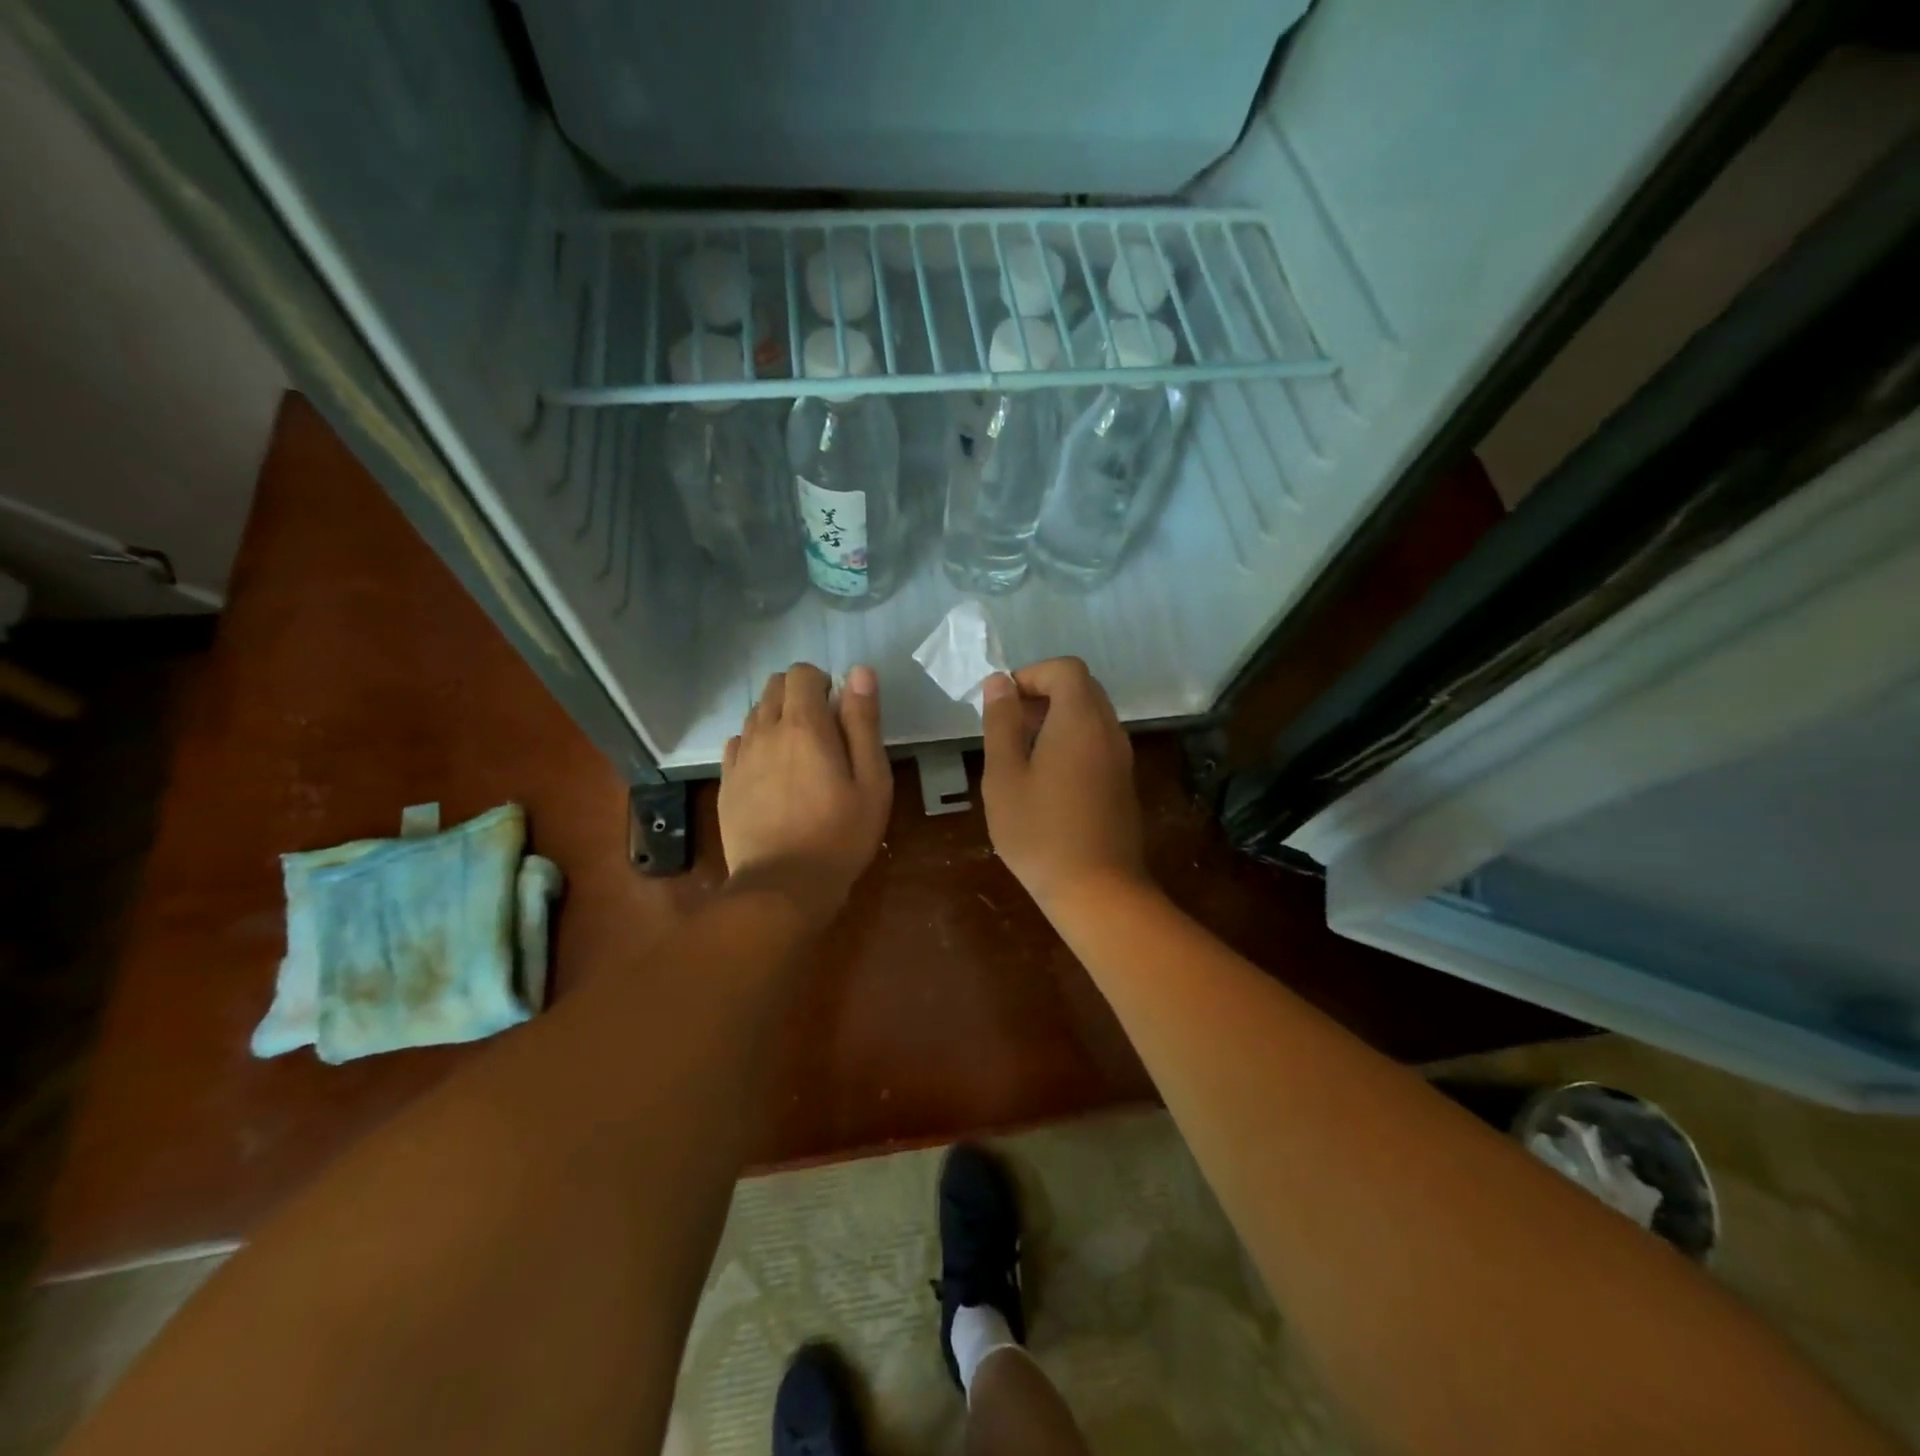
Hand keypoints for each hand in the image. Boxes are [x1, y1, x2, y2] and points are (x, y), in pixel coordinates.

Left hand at [720, 663, 891, 914]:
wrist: (783, 886)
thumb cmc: (841, 834)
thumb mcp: (872, 780)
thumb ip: (863, 722)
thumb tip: (859, 671)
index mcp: (803, 725)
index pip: (801, 673)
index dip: (822, 682)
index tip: (839, 711)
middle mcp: (764, 731)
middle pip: (774, 687)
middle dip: (799, 695)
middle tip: (823, 731)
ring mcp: (740, 758)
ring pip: (755, 714)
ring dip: (777, 718)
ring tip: (799, 754)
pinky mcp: (726, 783)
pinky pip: (738, 744)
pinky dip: (756, 744)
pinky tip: (772, 772)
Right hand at [979, 657, 1146, 909]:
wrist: (1097, 890)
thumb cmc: (1040, 832)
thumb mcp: (1004, 776)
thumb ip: (1001, 723)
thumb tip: (999, 682)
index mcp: (1080, 720)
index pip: (1066, 668)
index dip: (1032, 674)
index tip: (1004, 703)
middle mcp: (1109, 730)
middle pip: (1082, 688)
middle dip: (1043, 694)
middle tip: (1009, 726)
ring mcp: (1121, 757)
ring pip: (1091, 715)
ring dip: (1056, 719)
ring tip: (1021, 753)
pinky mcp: (1123, 782)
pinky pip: (1097, 741)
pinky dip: (1071, 741)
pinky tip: (1045, 778)